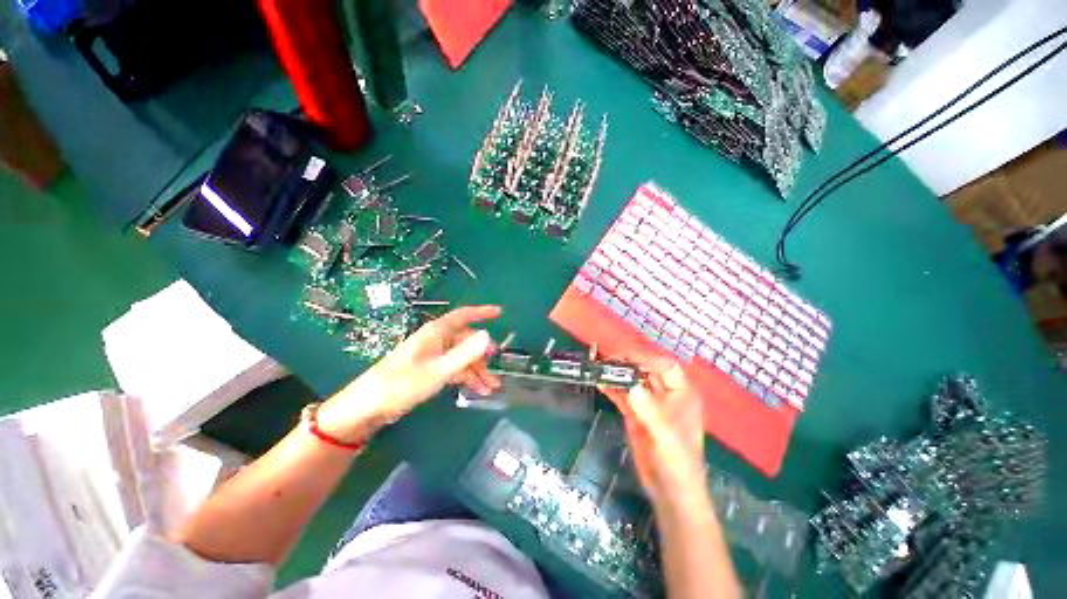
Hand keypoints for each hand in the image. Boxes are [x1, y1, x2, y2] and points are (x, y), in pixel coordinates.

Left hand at [318, 305, 502, 443]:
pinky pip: (454, 368)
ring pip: (462, 357)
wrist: (368, 407)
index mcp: (436, 333)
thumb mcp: (438, 370)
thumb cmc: (401, 384)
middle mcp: (436, 340)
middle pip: (466, 341)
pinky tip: (476, 390)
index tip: (500, 313)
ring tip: (490, 387)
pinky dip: (466, 377)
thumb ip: (465, 354)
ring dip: (477, 371)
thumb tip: (488, 336)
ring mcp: (433, 355)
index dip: (482, 313)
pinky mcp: (429, 370)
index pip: (463, 316)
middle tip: (495, 372)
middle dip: (483, 355)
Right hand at [599, 354, 706, 505]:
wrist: (670, 492)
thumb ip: (650, 411)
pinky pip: (623, 395)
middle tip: (605, 362)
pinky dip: (612, 388)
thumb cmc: (678, 464)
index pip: (665, 365)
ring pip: (632, 381)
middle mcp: (666, 394)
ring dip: (617, 374)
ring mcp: (649, 404)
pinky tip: (599, 383)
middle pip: (646, 370)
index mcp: (682, 394)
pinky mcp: (636, 414)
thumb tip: (632, 386)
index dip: (646, 359)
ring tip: (597, 368)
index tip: (624, 359)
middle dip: (627, 363)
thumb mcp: (666, 438)